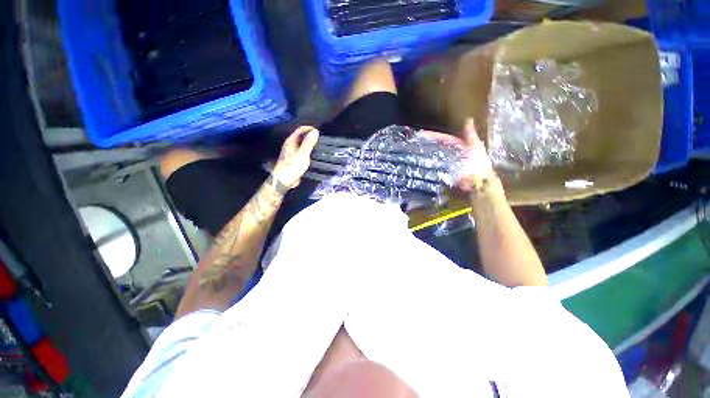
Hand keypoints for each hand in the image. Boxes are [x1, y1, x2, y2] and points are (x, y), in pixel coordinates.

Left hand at [272, 126, 319, 188]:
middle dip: (309, 135)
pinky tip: (313, 154)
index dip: (309, 128)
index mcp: (290, 141)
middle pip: (300, 136)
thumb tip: (315, 131)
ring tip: (318, 145)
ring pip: (301, 144)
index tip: (318, 132)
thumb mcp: (303, 154)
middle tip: (320, 138)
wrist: (284, 180)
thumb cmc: (292, 166)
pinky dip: (308, 150)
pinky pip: (302, 151)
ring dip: (309, 143)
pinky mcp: (294, 159)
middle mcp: (290, 145)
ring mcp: (291, 152)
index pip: (300, 130)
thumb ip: (309, 143)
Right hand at [421, 119, 494, 192]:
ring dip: (426, 156)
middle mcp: (453, 155)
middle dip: (427, 145)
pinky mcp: (444, 174)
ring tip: (414, 153)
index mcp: (460, 146)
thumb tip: (468, 119)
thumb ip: (470, 135)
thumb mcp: (475, 146)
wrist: (478, 183)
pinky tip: (419, 165)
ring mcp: (448, 165)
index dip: (434, 136)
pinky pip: (434, 169)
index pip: (444, 138)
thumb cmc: (478, 164)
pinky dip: (428, 167)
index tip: (423, 134)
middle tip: (415, 143)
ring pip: (435, 158)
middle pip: (438, 148)